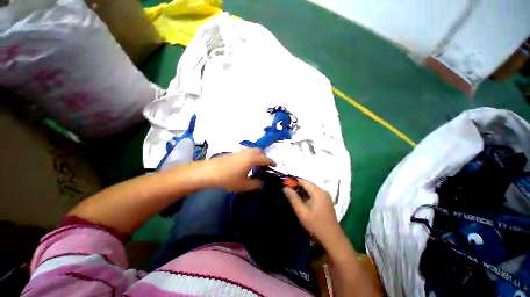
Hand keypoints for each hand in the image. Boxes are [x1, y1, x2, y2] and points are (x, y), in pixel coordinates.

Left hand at [202, 149, 275, 191]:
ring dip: (257, 156)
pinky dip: (251, 156)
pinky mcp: (234, 153)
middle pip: (260, 151)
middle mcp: (248, 152)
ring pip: (253, 151)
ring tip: (256, 166)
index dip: (272, 162)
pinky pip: (247, 152)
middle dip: (265, 157)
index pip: (266, 159)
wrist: (209, 172)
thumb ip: (256, 184)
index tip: (275, 166)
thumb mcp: (244, 185)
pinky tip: (246, 165)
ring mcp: (240, 151)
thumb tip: (262, 183)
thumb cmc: (228, 178)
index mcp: (253, 158)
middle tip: (265, 166)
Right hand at [283, 180, 341, 245]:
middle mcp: (323, 191)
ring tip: (293, 197)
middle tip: (288, 193)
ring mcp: (325, 195)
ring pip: (310, 189)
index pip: (303, 181)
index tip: (285, 186)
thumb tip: (285, 188)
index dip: (293, 182)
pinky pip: (314, 193)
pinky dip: (307, 195)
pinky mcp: (326, 200)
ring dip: (301, 191)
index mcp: (318, 192)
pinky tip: (302, 202)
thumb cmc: (316, 225)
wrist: (332, 238)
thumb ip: (293, 198)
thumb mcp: (302, 212)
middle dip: (297, 187)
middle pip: (307, 184)